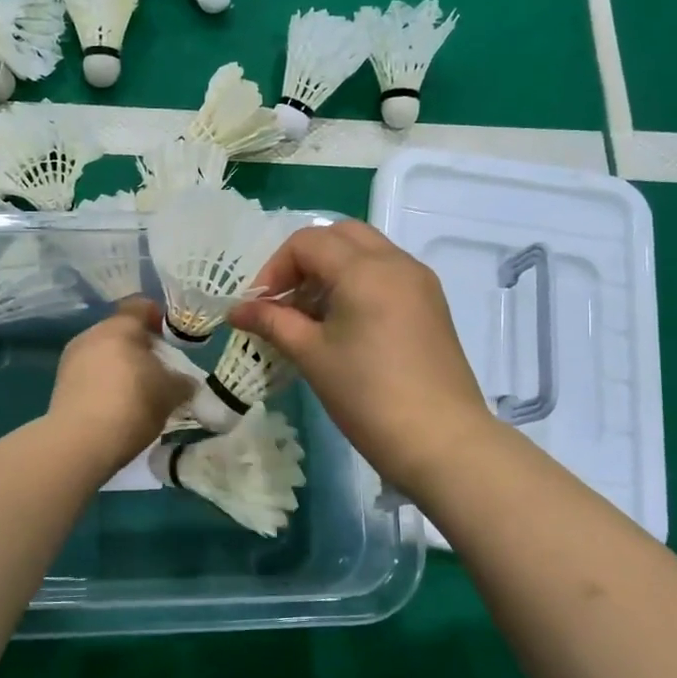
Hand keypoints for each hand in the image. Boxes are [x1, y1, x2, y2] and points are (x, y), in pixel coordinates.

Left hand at [47, 298, 193, 475]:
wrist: (80, 443)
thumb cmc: (132, 405)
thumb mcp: (171, 393)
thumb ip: (182, 381)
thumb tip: (185, 381)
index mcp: (119, 327)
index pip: (140, 306)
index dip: (157, 317)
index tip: (170, 338)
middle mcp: (91, 335)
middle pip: (120, 332)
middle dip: (140, 347)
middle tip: (158, 370)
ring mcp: (71, 359)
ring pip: (103, 354)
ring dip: (120, 367)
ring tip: (138, 392)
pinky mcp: (60, 385)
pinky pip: (89, 374)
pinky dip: (104, 384)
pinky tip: (116, 407)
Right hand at [231, 222, 492, 495]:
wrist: (441, 441)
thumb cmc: (367, 396)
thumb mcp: (311, 355)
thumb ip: (271, 322)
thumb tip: (235, 311)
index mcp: (365, 269)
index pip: (307, 242)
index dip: (274, 268)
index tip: (260, 307)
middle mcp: (396, 262)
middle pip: (340, 236)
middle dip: (304, 260)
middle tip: (286, 301)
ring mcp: (419, 281)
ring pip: (366, 252)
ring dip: (332, 271)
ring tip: (312, 317)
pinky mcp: (431, 304)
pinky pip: (386, 274)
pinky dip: (358, 283)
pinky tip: (344, 326)